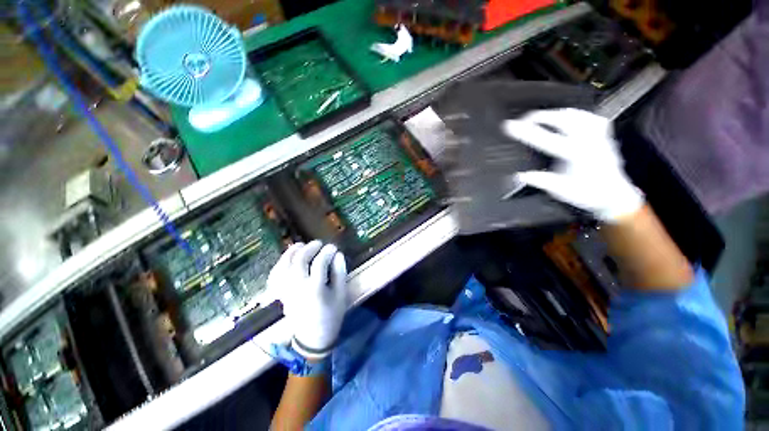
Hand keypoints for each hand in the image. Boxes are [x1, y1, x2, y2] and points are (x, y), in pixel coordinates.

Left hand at [266, 240, 347, 359]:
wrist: (312, 338)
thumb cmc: (331, 315)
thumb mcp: (341, 294)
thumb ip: (340, 273)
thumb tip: (338, 255)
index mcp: (315, 289)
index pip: (319, 263)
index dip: (327, 252)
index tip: (333, 247)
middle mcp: (297, 287)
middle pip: (299, 261)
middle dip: (309, 248)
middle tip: (318, 244)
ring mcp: (286, 290)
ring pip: (284, 266)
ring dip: (291, 253)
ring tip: (301, 245)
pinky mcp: (280, 294)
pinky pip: (274, 275)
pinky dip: (279, 264)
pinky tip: (287, 258)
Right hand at [502, 108, 643, 222]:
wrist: (614, 196)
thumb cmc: (588, 194)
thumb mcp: (561, 190)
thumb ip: (541, 180)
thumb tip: (520, 176)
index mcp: (574, 154)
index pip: (544, 138)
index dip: (525, 131)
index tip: (509, 125)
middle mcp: (587, 141)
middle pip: (561, 118)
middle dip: (541, 116)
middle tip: (525, 120)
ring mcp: (597, 136)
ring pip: (577, 114)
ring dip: (557, 113)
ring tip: (543, 117)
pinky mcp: (604, 136)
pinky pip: (591, 117)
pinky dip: (577, 115)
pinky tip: (570, 117)